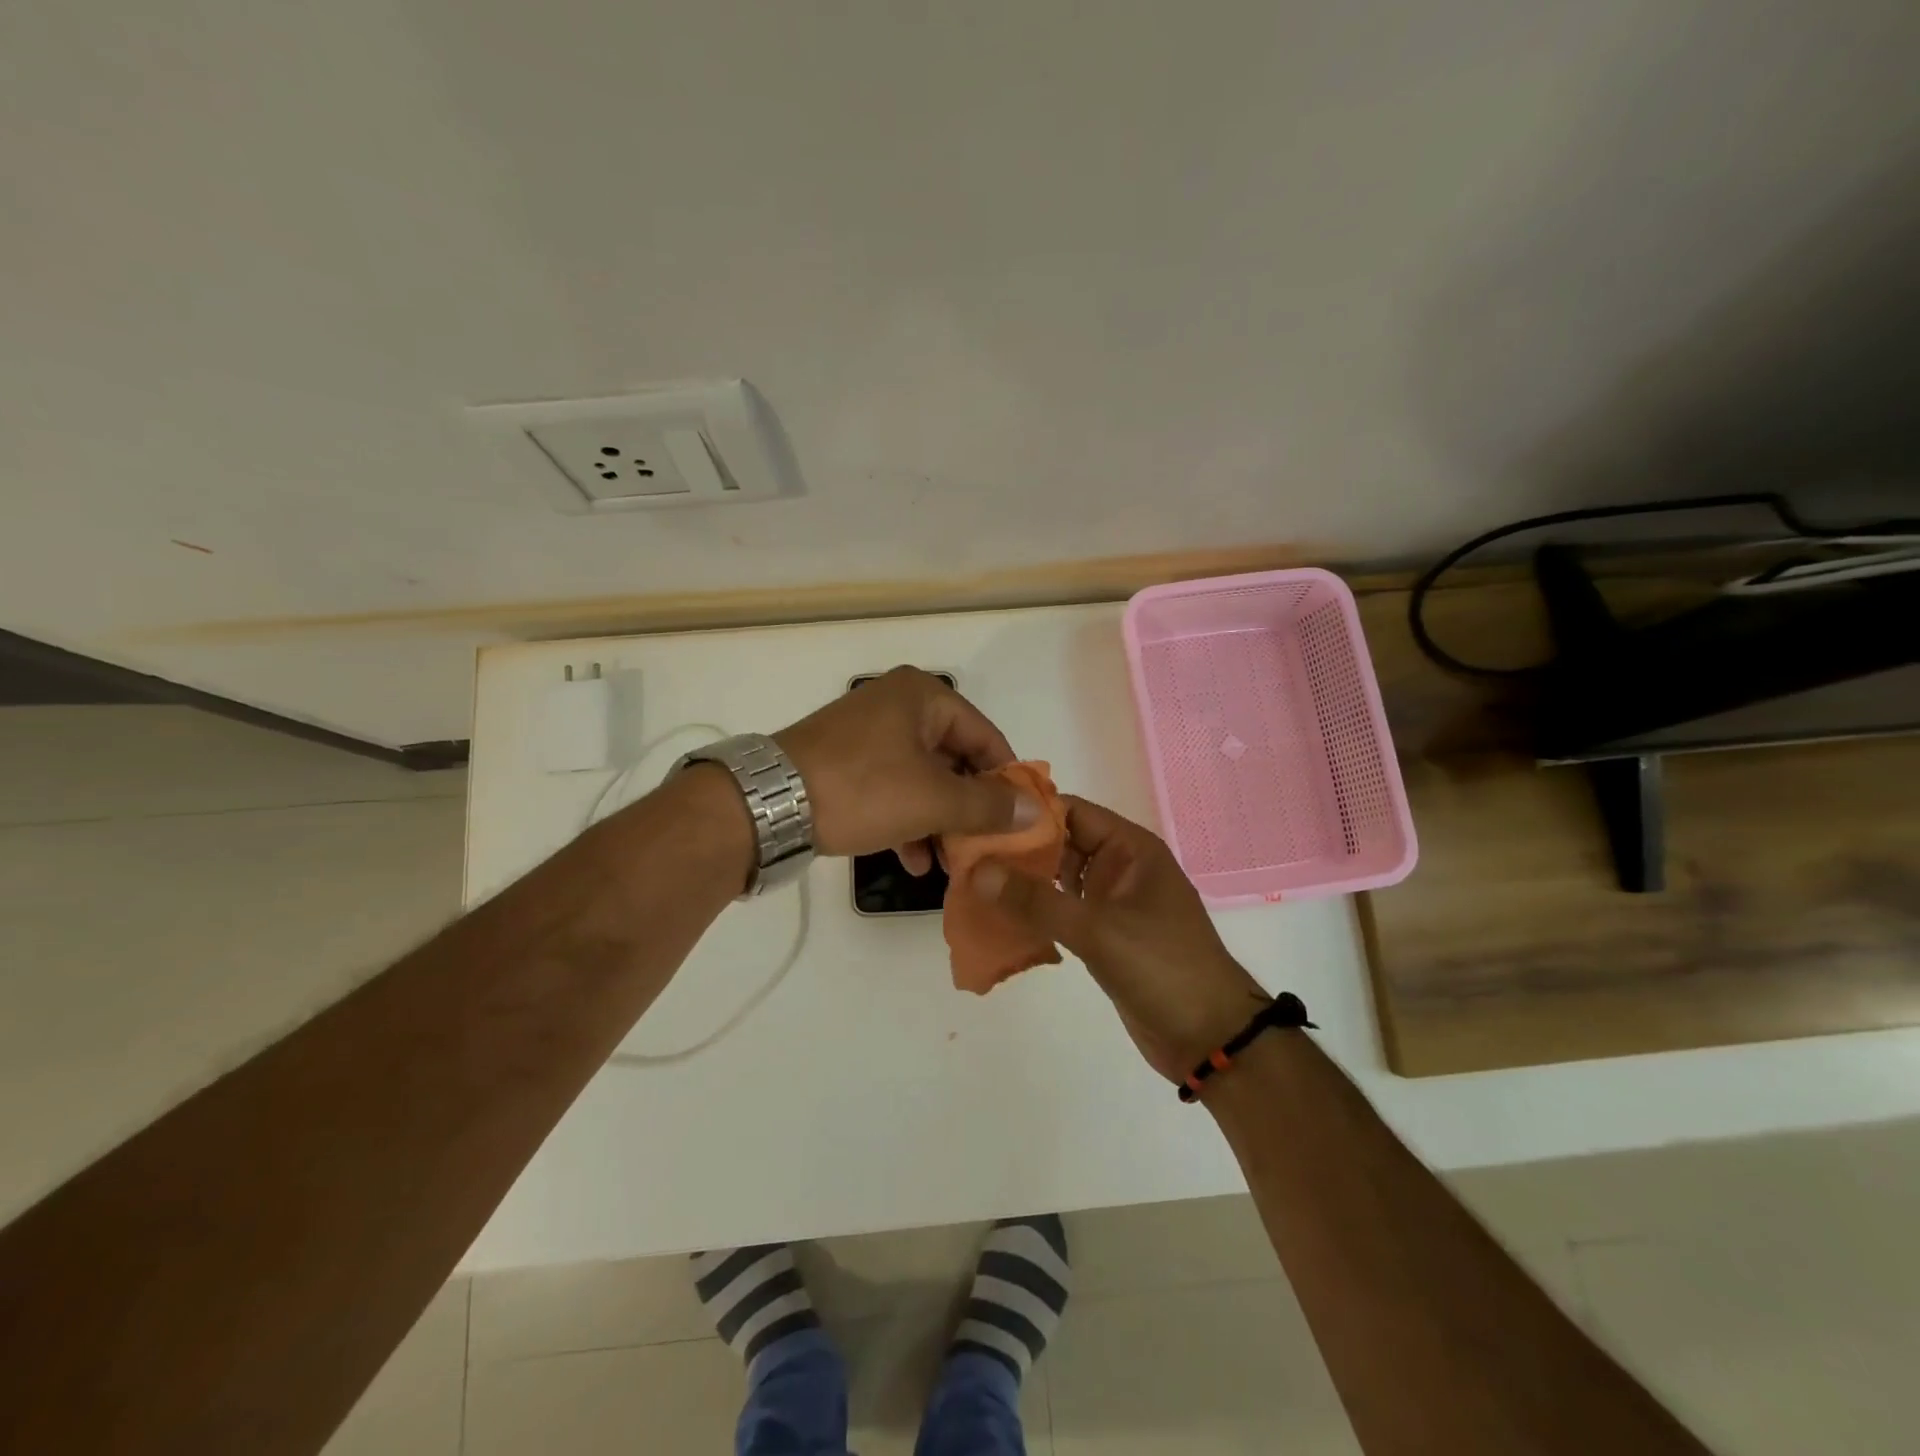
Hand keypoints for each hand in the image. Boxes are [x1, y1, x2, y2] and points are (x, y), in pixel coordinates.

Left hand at [774, 666, 1038, 869]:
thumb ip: (988, 805)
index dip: (1006, 781)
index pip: (986, 737)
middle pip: (954, 759)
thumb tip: (1037, 810)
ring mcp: (868, 733)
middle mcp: (898, 705)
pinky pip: (892, 787)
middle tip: (983, 847)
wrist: (768, 805)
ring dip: (938, 822)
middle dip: (968, 809)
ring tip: (949, 863)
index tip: (1018, 822)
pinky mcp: (845, 761)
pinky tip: (911, 860)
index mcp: (923, 697)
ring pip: (923, 779)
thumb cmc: (862, 789)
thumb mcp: (933, 799)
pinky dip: (907, 820)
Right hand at [972, 796, 1267, 1080]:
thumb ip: (1037, 900)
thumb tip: (978, 869)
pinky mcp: (1103, 934)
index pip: (1071, 811)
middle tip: (963, 852)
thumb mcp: (1098, 930)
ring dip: (1021, 881)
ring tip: (970, 881)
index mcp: (1129, 849)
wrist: (1209, 1038)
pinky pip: (1060, 911)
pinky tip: (996, 917)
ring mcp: (1111, 902)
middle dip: (1016, 847)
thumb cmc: (1163, 969)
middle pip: (1060, 843)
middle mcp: (1119, 867)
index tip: (978, 815)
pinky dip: (1033, 911)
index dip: (1026, 811)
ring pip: (1057, 878)